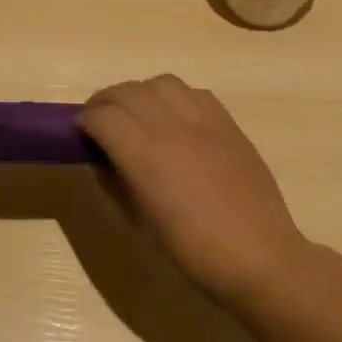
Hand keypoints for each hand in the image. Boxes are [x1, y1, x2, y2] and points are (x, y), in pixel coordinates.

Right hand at [78, 75, 309, 302]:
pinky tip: (175, 119)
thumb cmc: (192, 249)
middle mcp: (172, 130)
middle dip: (105, 101)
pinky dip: (175, 98)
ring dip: (140, 93)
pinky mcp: (230, 126)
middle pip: (127, 91)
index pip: (103, 116)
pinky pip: (195, 93)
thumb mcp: (140, 219)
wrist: (260, 258)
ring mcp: (205, 124)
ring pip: (161, 83)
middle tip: (100, 119)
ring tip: (138, 113)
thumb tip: (103, 157)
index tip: (81, 132)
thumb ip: (116, 180)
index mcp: (145, 158)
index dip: (85, 120)